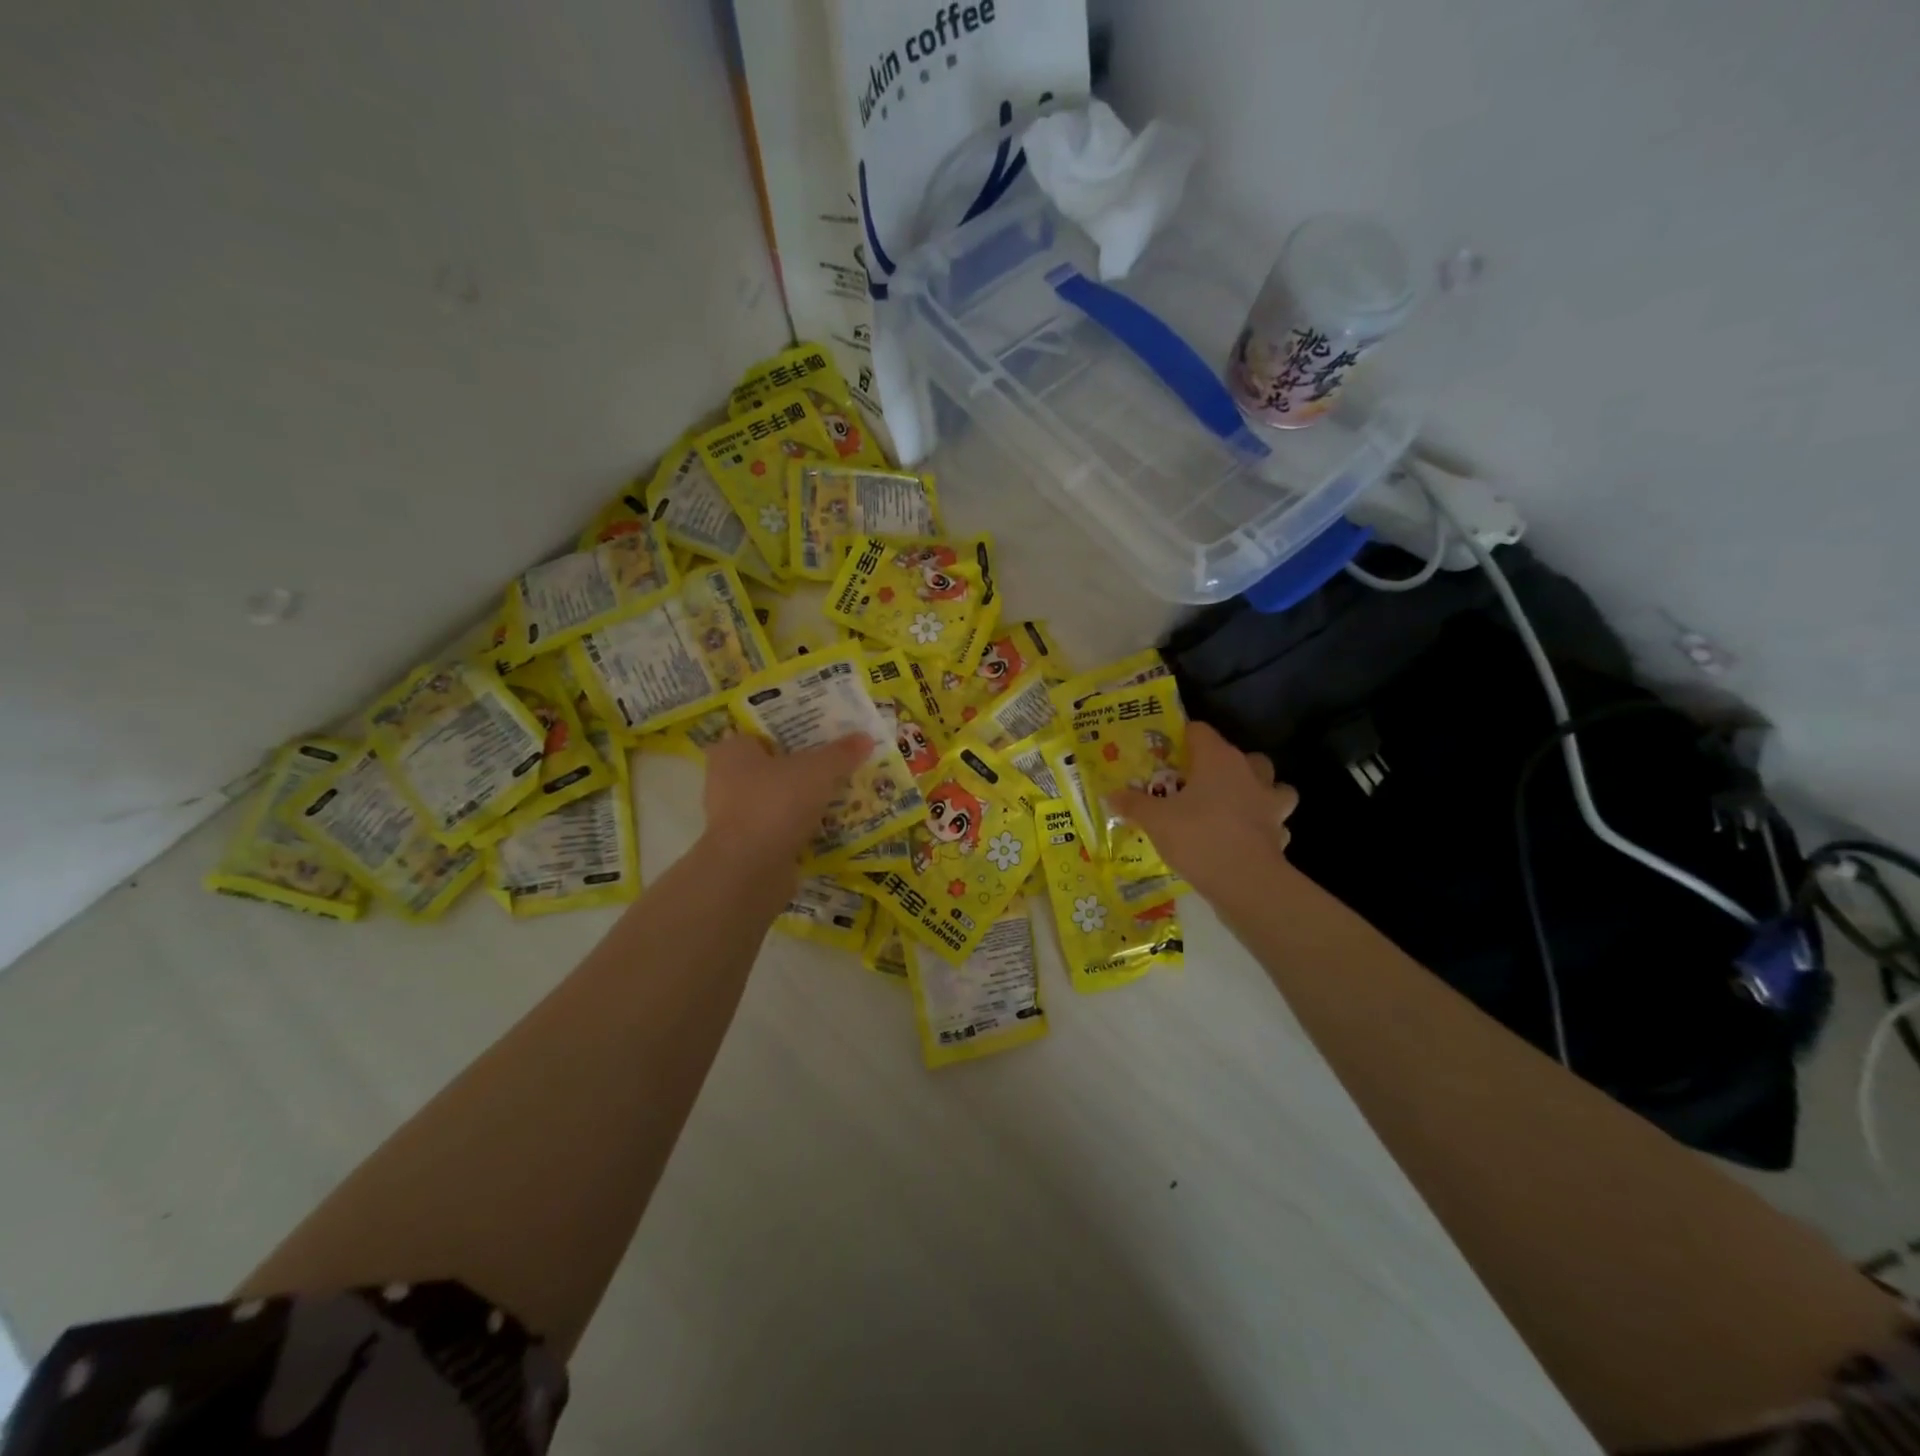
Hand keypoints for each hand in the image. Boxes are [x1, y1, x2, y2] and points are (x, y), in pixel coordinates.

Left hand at [702, 730, 872, 867]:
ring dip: (804, 800)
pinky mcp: (746, 846)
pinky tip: (829, 826)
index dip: (794, 732)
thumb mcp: (818, 770)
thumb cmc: (777, 803)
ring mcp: (734, 816)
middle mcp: (725, 780)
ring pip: (778, 799)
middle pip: (774, 767)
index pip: (763, 732)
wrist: (751, 869)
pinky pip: (780, 828)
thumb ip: (841, 753)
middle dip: (804, 768)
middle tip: (839, 764)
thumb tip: (865, 737)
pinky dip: (801, 827)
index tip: (824, 736)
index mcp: (732, 751)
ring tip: (841, 795)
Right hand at [1107, 722, 1298, 895]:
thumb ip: (1133, 804)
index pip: (1200, 731)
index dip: (1182, 738)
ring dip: (1257, 792)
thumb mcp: (1155, 820)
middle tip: (1201, 783)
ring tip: (1235, 806)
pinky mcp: (1280, 832)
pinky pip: (1275, 822)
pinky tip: (1246, 839)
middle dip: (1225, 766)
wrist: (1245, 882)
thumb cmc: (1197, 837)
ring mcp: (1270, 802)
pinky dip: (1264, 827)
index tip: (1167, 755)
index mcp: (1218, 759)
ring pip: (1272, 786)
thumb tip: (1110, 795)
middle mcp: (1249, 773)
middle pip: (1241, 755)